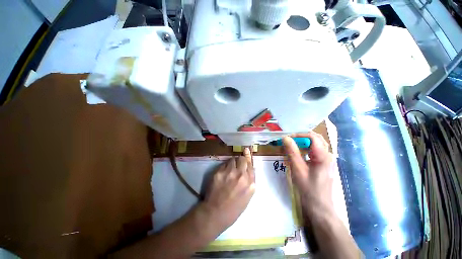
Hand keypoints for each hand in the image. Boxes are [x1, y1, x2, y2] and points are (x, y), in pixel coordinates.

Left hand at [201, 148, 254, 230]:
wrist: (215, 213)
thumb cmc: (234, 208)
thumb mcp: (248, 196)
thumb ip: (250, 181)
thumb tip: (250, 168)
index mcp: (250, 183)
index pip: (251, 165)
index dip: (248, 158)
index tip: (247, 152)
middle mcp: (241, 175)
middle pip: (242, 158)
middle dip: (241, 159)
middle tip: (238, 162)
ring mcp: (230, 172)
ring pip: (233, 159)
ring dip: (233, 162)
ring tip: (230, 169)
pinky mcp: (219, 172)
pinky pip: (224, 164)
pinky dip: (225, 166)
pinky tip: (224, 173)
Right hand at [283, 132, 333, 219]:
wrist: (319, 206)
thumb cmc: (308, 188)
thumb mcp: (298, 169)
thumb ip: (292, 152)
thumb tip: (285, 138)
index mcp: (323, 156)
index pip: (312, 137)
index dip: (299, 135)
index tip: (287, 138)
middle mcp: (328, 155)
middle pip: (316, 139)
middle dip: (302, 137)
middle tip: (289, 140)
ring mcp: (327, 160)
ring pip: (316, 144)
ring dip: (304, 142)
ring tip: (292, 144)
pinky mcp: (324, 164)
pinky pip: (315, 151)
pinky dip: (306, 148)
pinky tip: (299, 153)